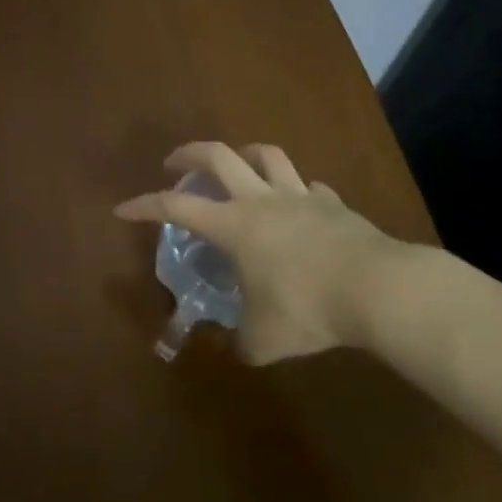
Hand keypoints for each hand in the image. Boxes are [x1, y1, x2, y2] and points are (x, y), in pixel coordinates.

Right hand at [115, 141, 430, 363]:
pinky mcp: (334, 204)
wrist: (379, 288)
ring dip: (244, 154)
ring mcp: (300, 196)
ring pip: (266, 155)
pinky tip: (299, 204)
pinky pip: (309, 186)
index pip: (176, 206)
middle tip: (174, 163)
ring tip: (237, 165)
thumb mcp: (265, 339)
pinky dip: (297, 190)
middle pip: (218, 156)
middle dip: (188, 153)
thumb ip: (243, 342)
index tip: (123, 208)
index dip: (145, 205)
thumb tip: (237, 348)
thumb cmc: (308, 307)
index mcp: (233, 225)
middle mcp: (260, 200)